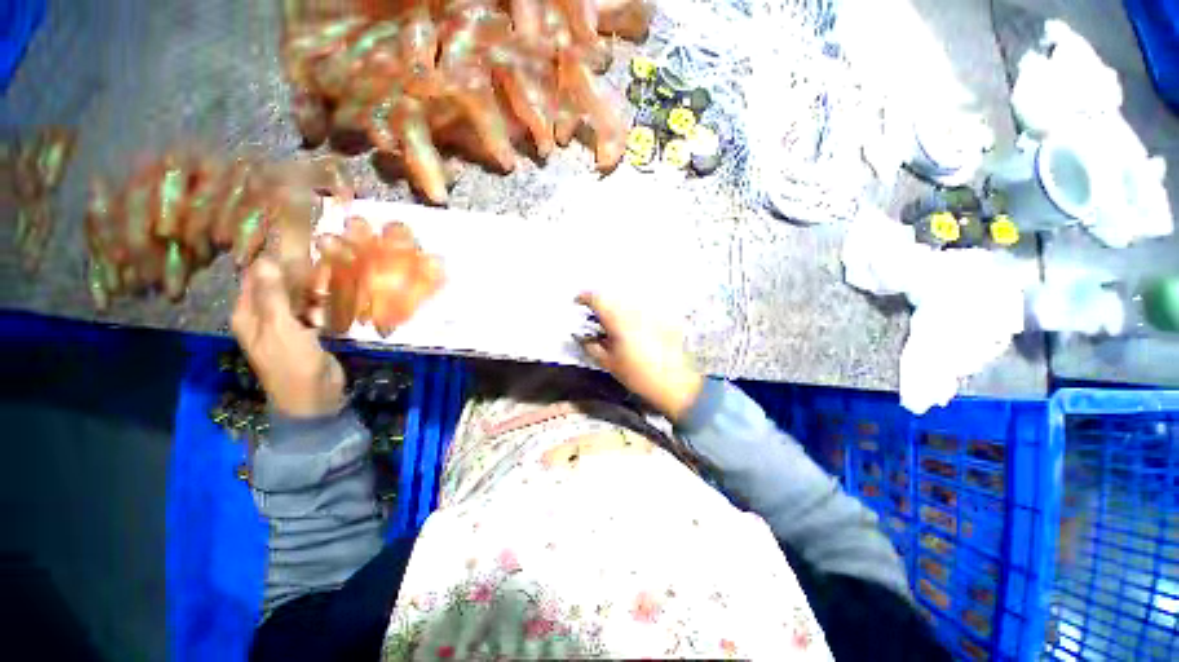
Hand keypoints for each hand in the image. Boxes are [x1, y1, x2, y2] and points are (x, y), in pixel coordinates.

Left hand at [232, 257, 345, 418]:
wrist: (315, 398)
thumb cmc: (293, 364)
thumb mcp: (281, 329)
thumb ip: (273, 296)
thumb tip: (264, 260)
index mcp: (248, 314)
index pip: (254, 278)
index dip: (271, 261)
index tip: (296, 245)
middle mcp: (264, 317)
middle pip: (277, 286)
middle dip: (296, 274)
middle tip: (321, 261)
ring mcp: (286, 326)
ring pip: (297, 298)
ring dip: (312, 290)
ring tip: (331, 278)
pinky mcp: (306, 333)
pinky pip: (311, 311)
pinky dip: (320, 305)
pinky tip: (333, 300)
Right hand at [575, 292, 703, 422]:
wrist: (675, 383)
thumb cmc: (638, 375)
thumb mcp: (609, 363)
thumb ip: (592, 347)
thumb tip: (582, 337)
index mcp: (618, 320)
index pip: (597, 298)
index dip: (584, 297)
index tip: (578, 302)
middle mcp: (635, 310)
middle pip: (613, 297)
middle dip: (601, 304)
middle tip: (595, 318)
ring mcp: (651, 312)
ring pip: (628, 302)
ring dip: (617, 308)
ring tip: (613, 324)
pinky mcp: (663, 317)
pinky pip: (642, 309)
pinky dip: (633, 314)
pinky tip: (633, 328)